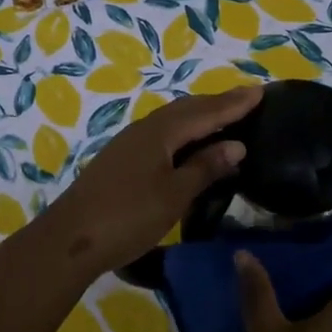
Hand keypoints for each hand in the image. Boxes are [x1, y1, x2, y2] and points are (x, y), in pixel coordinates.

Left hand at [32, 84, 260, 281]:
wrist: (70, 240)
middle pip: (188, 109)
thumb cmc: (128, 216)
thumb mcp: (174, 194)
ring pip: (173, 120)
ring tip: (224, 117)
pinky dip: (184, 131)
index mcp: (161, 132)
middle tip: (248, 100)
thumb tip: (236, 144)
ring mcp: (130, 143)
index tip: (261, 92)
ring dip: (200, 115)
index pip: (206, 111)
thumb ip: (205, 167)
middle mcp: (145, 129)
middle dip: (218, 103)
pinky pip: (162, 133)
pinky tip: (189, 144)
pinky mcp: (121, 159)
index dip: (234, 103)